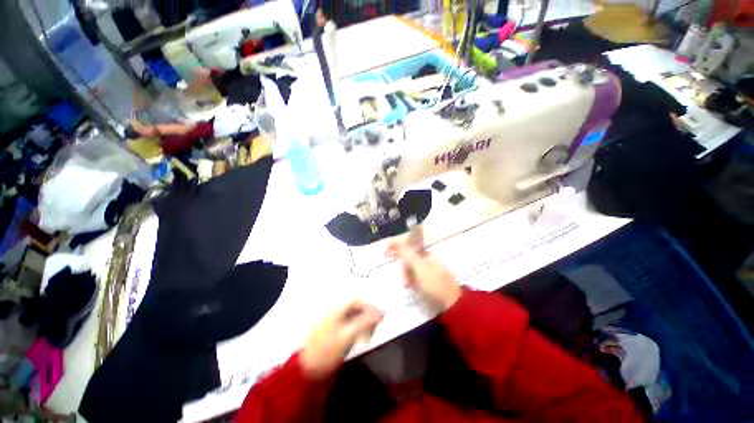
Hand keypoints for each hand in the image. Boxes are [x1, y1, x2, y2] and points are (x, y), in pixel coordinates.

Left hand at [300, 300, 382, 379]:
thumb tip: (379, 313)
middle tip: (375, 328)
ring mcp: (333, 321)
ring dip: (363, 323)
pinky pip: (349, 324)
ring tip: (368, 336)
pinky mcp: (333, 331)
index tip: (379, 317)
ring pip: (353, 316)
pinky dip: (357, 329)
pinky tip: (360, 339)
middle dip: (367, 316)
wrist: (307, 370)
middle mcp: (334, 311)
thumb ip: (364, 323)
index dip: (369, 306)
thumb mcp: (347, 336)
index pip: (356, 300)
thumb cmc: (326, 351)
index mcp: (336, 309)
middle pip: (355, 307)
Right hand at [386, 236, 461, 309]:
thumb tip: (400, 241)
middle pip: (408, 255)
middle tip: (385, 257)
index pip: (409, 245)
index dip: (397, 244)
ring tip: (405, 284)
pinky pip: (414, 275)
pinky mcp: (427, 279)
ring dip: (404, 272)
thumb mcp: (419, 267)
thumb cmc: (434, 283)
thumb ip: (408, 254)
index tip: (386, 245)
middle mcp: (426, 259)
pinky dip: (409, 278)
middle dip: (399, 258)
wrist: (450, 303)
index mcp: (425, 254)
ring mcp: (427, 269)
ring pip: (410, 266)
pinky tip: (408, 285)